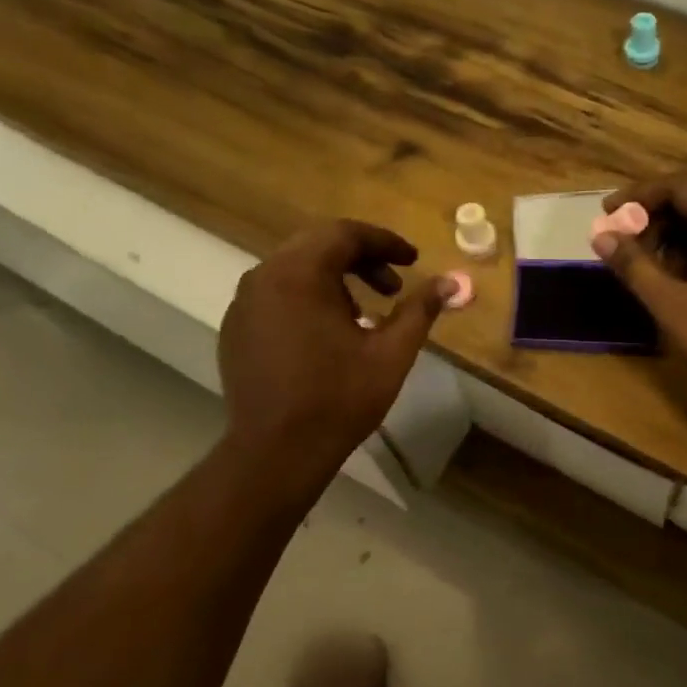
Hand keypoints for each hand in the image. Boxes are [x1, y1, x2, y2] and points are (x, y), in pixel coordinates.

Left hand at [219, 220, 451, 470]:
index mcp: (299, 274)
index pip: (345, 234)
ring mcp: (244, 304)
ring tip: (365, 314)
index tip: (413, 260)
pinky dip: (308, 299)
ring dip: (334, 280)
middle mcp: (263, 277)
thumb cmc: (338, 399)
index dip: (384, 242)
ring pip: (295, 270)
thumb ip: (420, 310)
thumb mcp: (390, 354)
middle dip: (361, 260)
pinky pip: (276, 295)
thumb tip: (450, 282)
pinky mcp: (235, 329)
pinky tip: (328, 334)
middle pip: (317, 246)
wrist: (275, 452)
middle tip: (393, 286)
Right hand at [593, 174, 686, 423]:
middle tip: (627, 249)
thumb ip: (634, 266)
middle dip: (657, 220)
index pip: (679, 186)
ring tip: (654, 272)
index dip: (638, 197)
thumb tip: (601, 235)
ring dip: (679, 236)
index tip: (608, 215)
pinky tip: (686, 281)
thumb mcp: (674, 306)